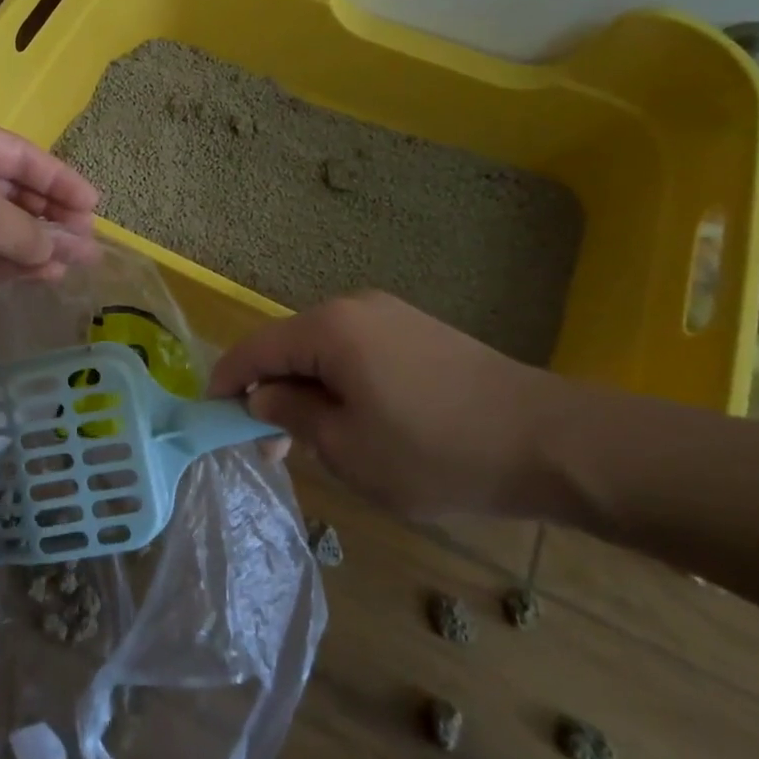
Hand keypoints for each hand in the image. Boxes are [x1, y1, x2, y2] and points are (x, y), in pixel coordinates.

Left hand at [0, 112, 98, 332]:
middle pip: (14, 189)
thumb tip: (61, 252)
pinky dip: (7, 260)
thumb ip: (28, 232)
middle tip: (88, 243)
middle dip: (52, 217)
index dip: (62, 180)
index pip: (24, 156)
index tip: (95, 206)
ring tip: (73, 267)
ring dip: (35, 243)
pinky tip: (36, 277)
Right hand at [208, 291, 558, 520]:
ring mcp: (390, 315)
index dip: (227, 380)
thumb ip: (291, 414)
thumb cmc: (435, 450)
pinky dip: (341, 381)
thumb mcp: (348, 449)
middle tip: (271, 448)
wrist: (546, 440)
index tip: (212, 415)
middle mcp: (353, 307)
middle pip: (290, 346)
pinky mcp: (418, 330)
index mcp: (328, 329)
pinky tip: (359, 419)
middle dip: (271, 391)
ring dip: (308, 389)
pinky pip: (358, 350)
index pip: (256, 349)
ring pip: (324, 349)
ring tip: (317, 440)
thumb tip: (261, 395)